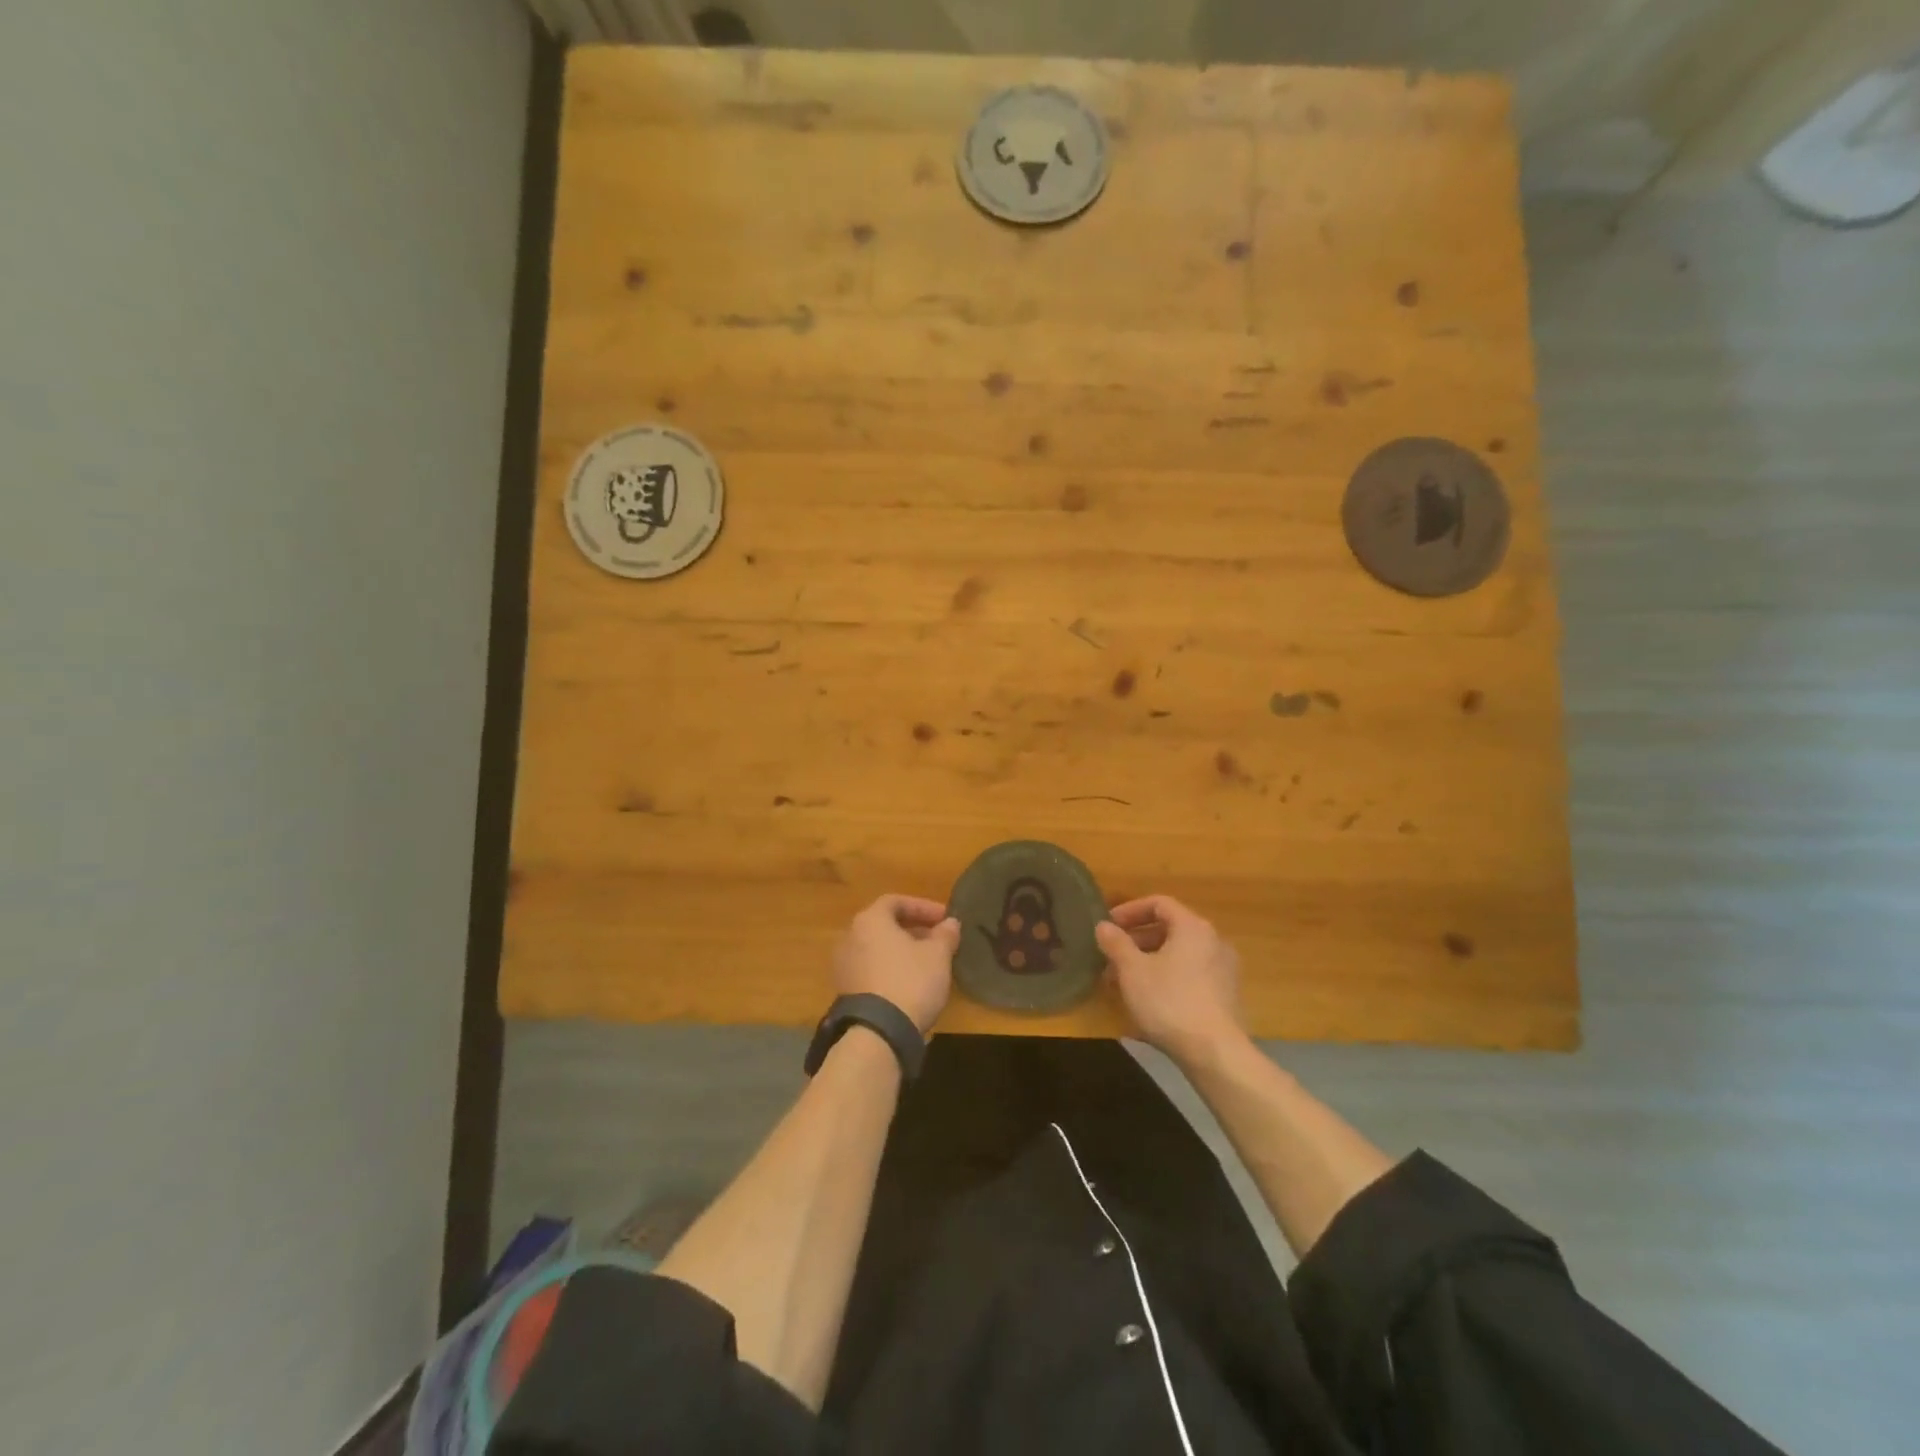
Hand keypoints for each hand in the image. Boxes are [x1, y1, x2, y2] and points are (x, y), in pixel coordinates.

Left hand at [833, 895, 960, 1033]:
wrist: (878, 1033)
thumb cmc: (910, 981)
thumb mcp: (938, 955)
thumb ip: (945, 934)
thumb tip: (951, 923)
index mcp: (870, 920)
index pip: (896, 901)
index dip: (923, 907)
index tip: (945, 919)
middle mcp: (850, 936)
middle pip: (884, 925)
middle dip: (914, 929)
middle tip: (939, 939)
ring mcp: (844, 965)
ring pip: (877, 948)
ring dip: (902, 950)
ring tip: (928, 962)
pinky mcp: (845, 990)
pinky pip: (871, 969)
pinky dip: (890, 969)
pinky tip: (911, 983)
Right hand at [1096, 895, 1246, 1066]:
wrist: (1215, 1053)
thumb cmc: (1169, 1002)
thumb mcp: (1133, 971)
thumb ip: (1116, 943)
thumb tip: (1103, 926)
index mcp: (1193, 927)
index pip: (1159, 903)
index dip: (1130, 911)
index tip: (1108, 926)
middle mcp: (1213, 941)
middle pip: (1170, 929)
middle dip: (1136, 941)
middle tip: (1111, 957)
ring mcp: (1223, 970)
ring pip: (1179, 955)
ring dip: (1149, 961)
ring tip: (1124, 982)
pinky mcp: (1226, 996)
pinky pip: (1190, 975)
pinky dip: (1167, 978)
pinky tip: (1148, 1001)